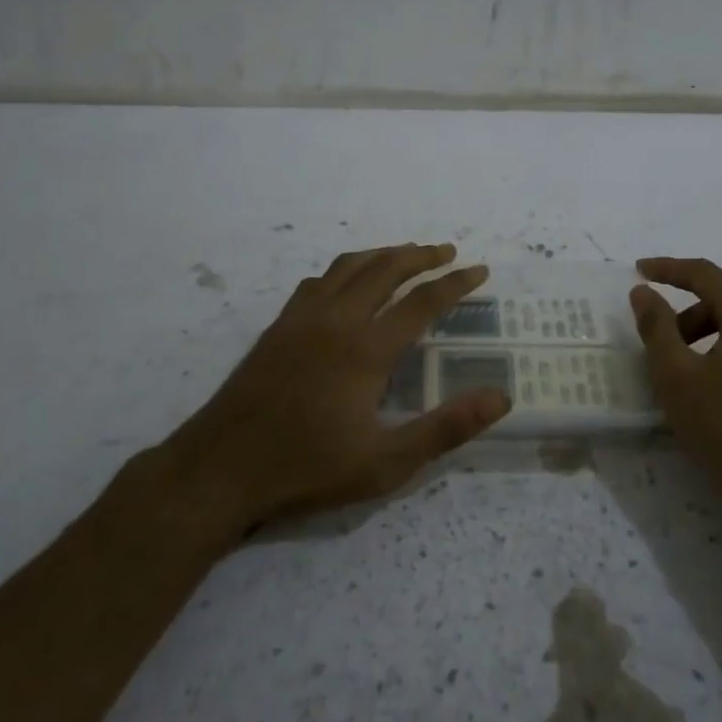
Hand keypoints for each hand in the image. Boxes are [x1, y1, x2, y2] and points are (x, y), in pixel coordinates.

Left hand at [172, 243, 509, 530]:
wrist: (221, 468)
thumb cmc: (307, 469)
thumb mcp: (386, 463)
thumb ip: (445, 429)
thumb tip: (500, 398)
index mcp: (366, 349)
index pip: (422, 301)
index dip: (455, 284)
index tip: (480, 270)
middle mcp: (336, 321)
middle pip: (385, 269)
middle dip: (421, 256)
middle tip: (448, 252)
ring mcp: (302, 319)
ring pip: (348, 267)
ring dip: (382, 254)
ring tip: (405, 255)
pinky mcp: (278, 327)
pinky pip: (317, 281)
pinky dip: (344, 270)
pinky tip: (346, 284)